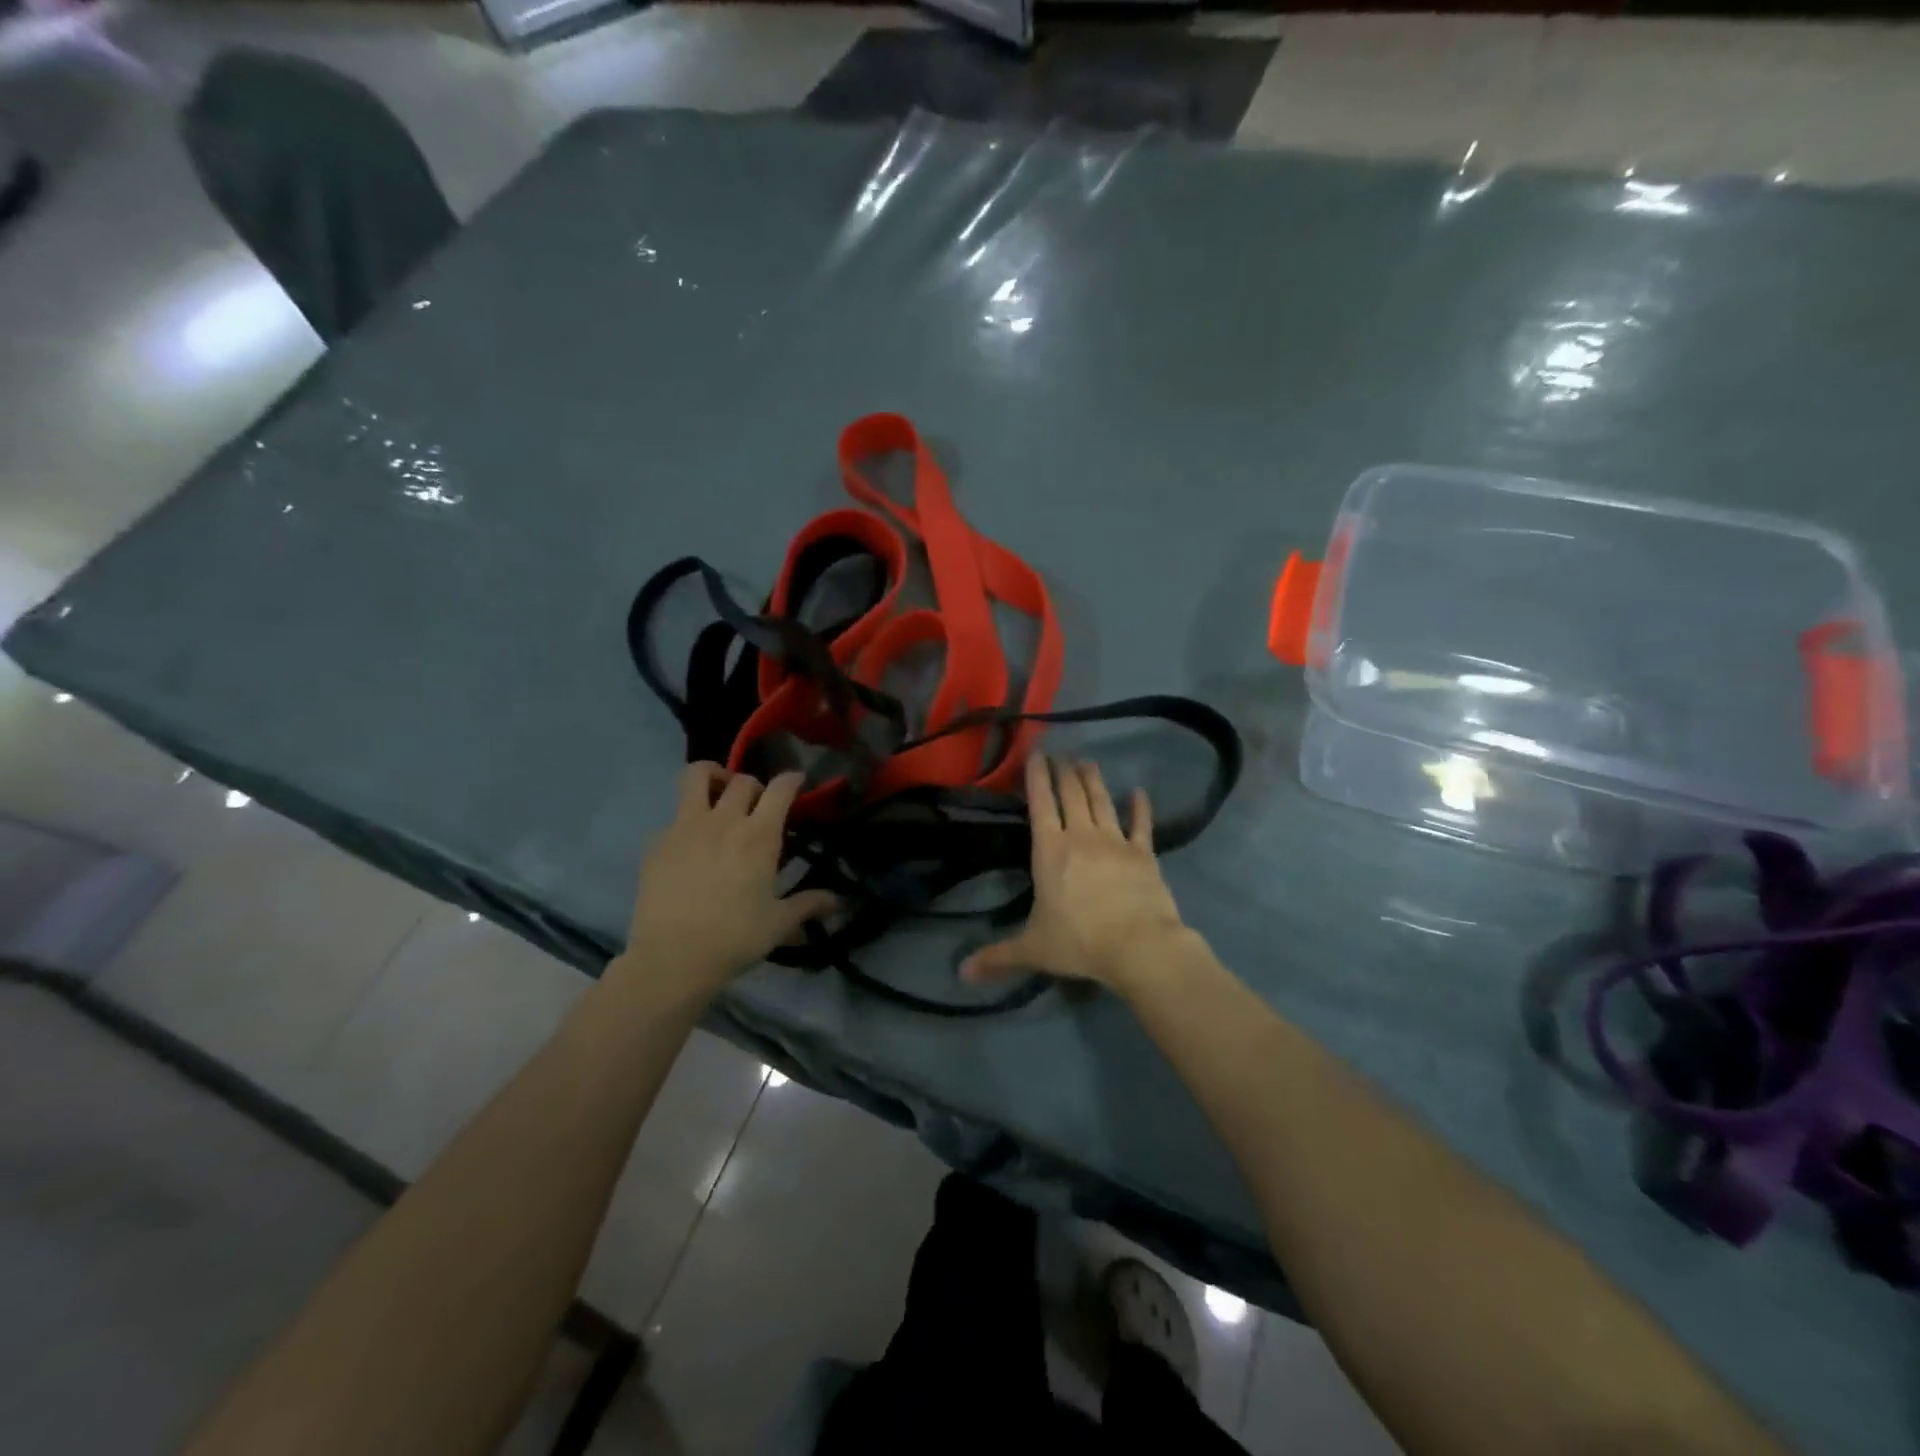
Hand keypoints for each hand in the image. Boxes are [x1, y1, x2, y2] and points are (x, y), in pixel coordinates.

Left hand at [618, 763, 837, 1001]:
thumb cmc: (734, 938)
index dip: (791, 780)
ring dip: (712, 776)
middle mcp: (724, 821)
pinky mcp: (657, 842)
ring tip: (717, 791)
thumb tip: (838, 902)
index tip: (796, 781)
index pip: (780, 789)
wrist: (672, 957)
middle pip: (742, 780)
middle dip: (755, 785)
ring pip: (696, 776)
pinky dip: (687, 821)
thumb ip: (809, 904)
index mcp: (759, 836)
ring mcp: (685, 827)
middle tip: (758, 805)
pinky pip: (674, 817)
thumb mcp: (779, 923)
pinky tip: (690, 846)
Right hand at [961, 754, 1192, 992]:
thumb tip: (960, 973)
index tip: (1036, 754)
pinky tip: (1140, 793)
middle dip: (1063, 771)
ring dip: (1093, 779)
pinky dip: (1140, 808)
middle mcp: (1082, 836)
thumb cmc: (1079, 942)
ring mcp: (1116, 841)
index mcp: (1050, 850)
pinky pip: (1141, 825)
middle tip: (1060, 753)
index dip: (1037, 777)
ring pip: (1102, 801)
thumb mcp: (1033, 949)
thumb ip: (997, 957)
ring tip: (1087, 761)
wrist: (1139, 946)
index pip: (1041, 804)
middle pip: (1071, 794)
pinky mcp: (1144, 853)